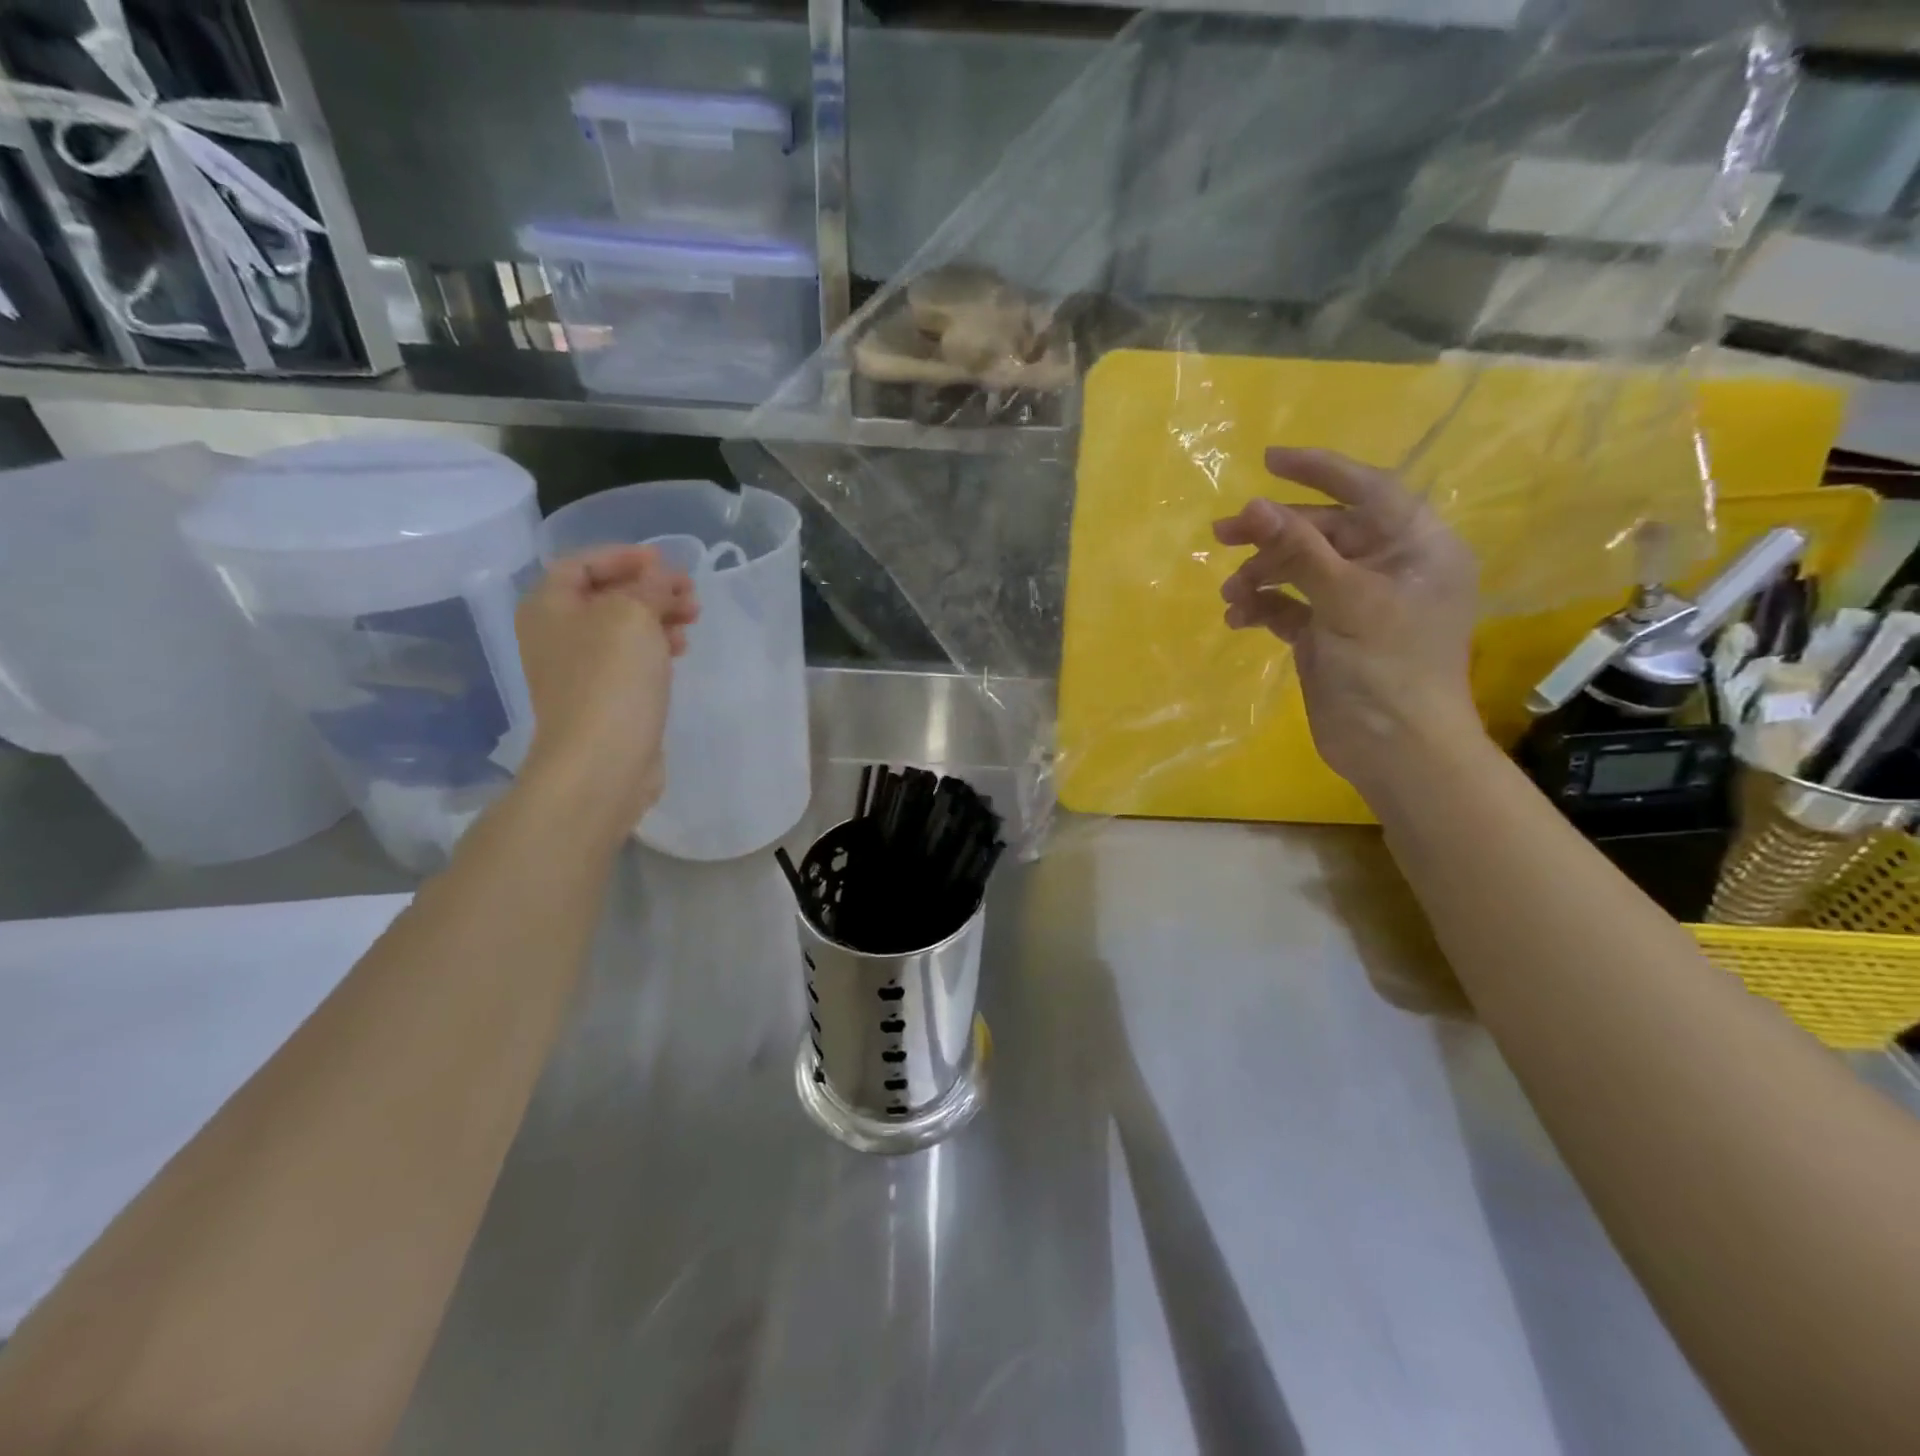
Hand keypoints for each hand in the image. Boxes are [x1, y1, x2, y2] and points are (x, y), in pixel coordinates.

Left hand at [514, 546, 698, 842]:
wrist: (603, 760)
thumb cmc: (611, 678)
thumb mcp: (633, 615)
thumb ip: (650, 586)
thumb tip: (661, 578)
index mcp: (549, 607)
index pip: (581, 564)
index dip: (623, 556)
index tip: (664, 561)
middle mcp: (557, 635)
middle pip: (606, 596)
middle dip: (650, 589)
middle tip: (689, 594)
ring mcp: (579, 670)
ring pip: (623, 629)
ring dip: (659, 617)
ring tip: (692, 621)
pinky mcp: (604, 698)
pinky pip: (630, 660)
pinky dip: (655, 648)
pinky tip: (679, 652)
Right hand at [1214, 447, 1479, 801]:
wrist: (1395, 751)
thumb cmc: (1387, 669)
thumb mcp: (1345, 601)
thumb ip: (1298, 551)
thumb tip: (1253, 506)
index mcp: (1416, 547)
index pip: (1368, 489)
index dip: (1320, 471)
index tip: (1269, 460)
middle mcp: (1388, 568)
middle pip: (1324, 531)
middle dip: (1273, 534)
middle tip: (1221, 534)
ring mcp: (1356, 603)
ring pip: (1301, 570)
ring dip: (1262, 577)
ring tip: (1230, 596)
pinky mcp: (1329, 634)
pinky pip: (1290, 606)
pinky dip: (1263, 608)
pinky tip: (1238, 619)